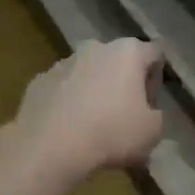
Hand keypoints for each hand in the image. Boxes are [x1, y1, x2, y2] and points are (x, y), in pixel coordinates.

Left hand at [0, 38, 165, 186]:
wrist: (49, 147)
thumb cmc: (111, 133)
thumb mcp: (152, 133)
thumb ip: (156, 117)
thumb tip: (147, 115)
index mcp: (128, 52)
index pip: (154, 54)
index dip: (156, 80)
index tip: (149, 107)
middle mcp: (95, 48)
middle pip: (118, 62)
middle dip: (123, 86)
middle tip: (124, 118)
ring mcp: (62, 63)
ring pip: (88, 75)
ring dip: (95, 94)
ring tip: (94, 128)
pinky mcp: (38, 81)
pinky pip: (63, 90)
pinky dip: (69, 104)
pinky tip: (69, 130)